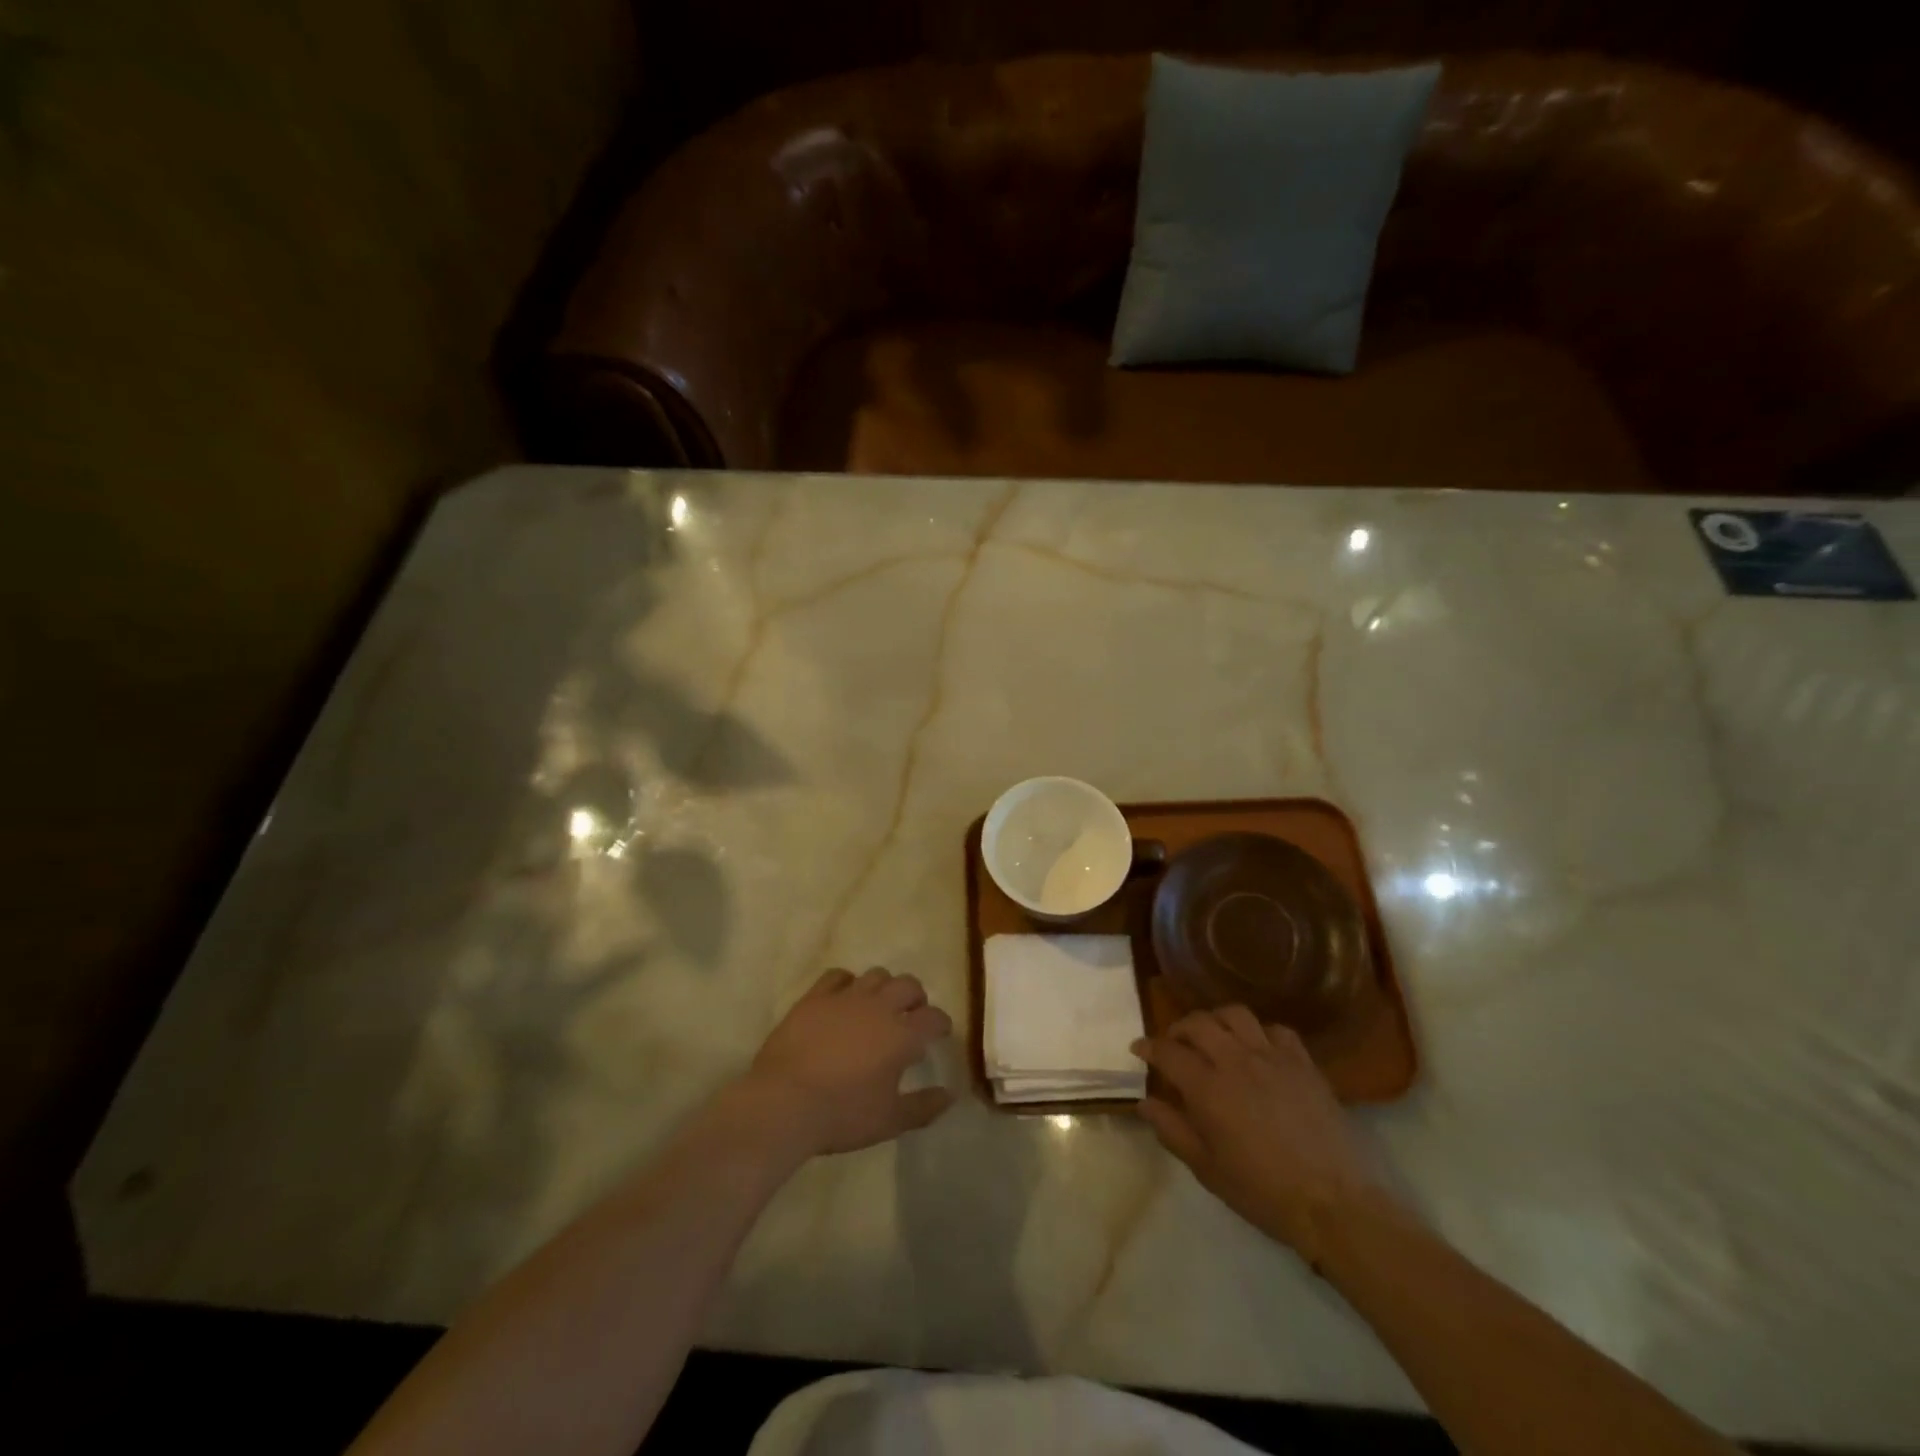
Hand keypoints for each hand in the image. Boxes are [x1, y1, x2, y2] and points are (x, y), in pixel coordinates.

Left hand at [740, 967, 954, 1157]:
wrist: (784, 1102)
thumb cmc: (842, 1115)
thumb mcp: (889, 1121)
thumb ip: (923, 1107)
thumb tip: (949, 1095)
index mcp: (902, 1035)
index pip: (934, 1017)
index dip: (941, 1023)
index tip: (940, 1033)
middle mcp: (879, 1007)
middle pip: (908, 985)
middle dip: (916, 998)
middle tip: (911, 1016)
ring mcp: (846, 997)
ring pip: (876, 975)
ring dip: (885, 987)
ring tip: (879, 1005)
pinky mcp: (816, 997)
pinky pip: (838, 975)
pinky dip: (848, 982)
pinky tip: (845, 997)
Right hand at [1133, 1006, 1394, 1263]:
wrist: (1335, 1203)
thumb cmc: (1263, 1192)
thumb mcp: (1207, 1169)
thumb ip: (1172, 1131)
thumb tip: (1144, 1103)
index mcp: (1207, 1087)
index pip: (1168, 1051)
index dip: (1149, 1047)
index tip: (1139, 1050)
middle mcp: (1236, 1061)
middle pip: (1199, 1023)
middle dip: (1179, 1028)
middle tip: (1174, 1044)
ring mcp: (1272, 1057)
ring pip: (1236, 1015)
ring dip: (1217, 1020)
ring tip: (1214, 1037)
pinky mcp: (1303, 1063)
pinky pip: (1276, 1030)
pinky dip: (1260, 1032)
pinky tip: (1258, 1050)